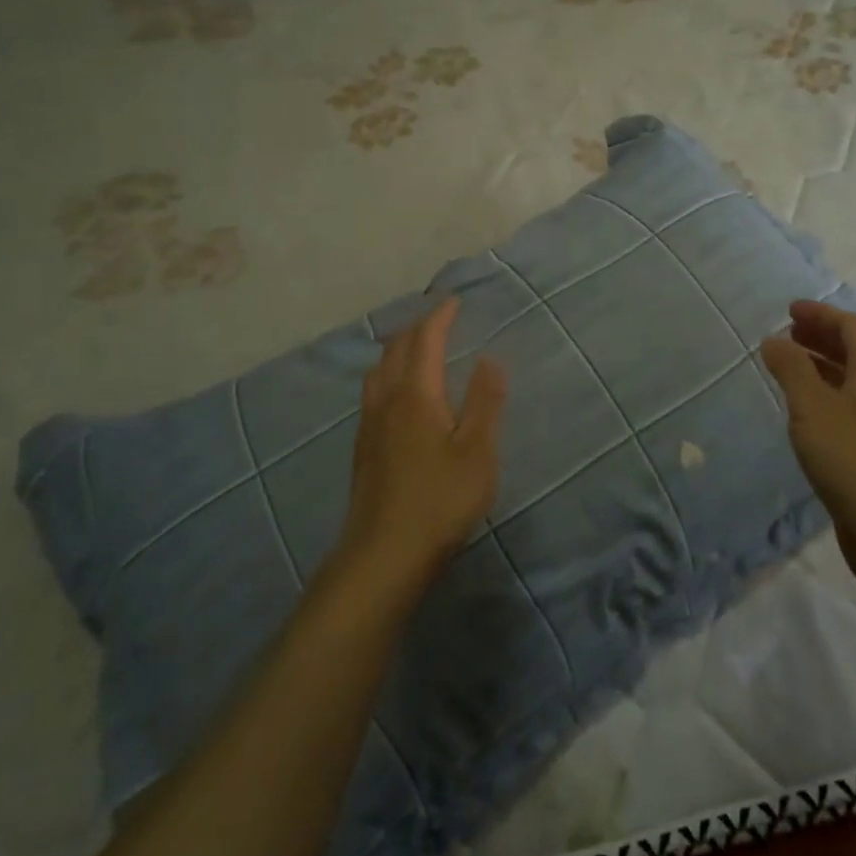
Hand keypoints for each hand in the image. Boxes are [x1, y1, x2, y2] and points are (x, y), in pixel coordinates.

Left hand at [335, 299, 506, 593]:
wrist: (383, 555)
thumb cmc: (439, 500)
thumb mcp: (477, 451)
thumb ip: (485, 401)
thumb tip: (491, 358)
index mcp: (416, 392)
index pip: (425, 339)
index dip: (440, 316)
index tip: (454, 300)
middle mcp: (387, 399)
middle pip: (396, 348)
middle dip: (417, 326)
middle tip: (439, 318)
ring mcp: (369, 423)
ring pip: (379, 368)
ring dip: (398, 348)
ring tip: (417, 346)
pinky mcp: (363, 446)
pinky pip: (373, 390)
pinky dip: (388, 372)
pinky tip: (397, 393)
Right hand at [760, 300, 855, 589]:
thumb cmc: (851, 459)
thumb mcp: (812, 407)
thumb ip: (791, 369)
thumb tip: (773, 339)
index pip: (853, 327)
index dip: (822, 313)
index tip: (789, 311)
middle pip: (854, 350)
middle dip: (820, 335)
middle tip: (786, 333)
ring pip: (848, 378)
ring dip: (819, 364)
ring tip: (786, 364)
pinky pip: (844, 405)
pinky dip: (820, 393)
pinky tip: (799, 408)